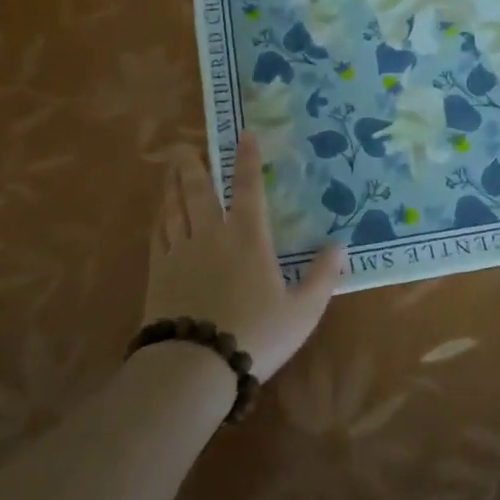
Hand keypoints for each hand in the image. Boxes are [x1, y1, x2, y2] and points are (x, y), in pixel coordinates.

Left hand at [144, 130, 344, 376]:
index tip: (243, 134)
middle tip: (185, 146)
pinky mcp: (159, 272)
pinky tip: (159, 213)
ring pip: (174, 207)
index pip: (248, 188)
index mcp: (248, 238)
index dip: (247, 159)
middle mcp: (212, 234)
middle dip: (194, 165)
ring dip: (173, 184)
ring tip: (170, 168)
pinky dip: (159, 217)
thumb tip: (340, 245)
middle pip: (199, 190)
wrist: (195, 365)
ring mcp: (181, 252)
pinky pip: (158, 234)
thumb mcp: (303, 311)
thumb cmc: (256, 335)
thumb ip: (322, 276)